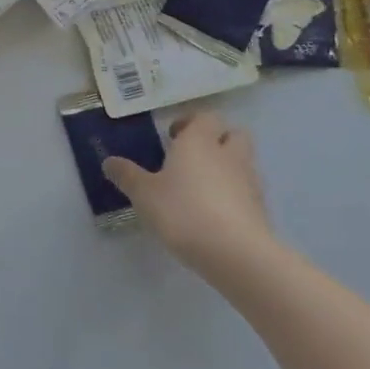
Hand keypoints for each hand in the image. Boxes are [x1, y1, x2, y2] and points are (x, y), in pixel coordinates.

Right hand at [104, 110, 276, 279]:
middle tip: (191, 157)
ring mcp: (249, 180)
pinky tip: (214, 212)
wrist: (235, 252)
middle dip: (216, 140)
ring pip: (242, 161)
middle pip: (233, 133)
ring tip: (201, 187)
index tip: (172, 137)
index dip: (190, 122)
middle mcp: (228, 154)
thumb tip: (109, 161)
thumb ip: (127, 175)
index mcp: (199, 141)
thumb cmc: (182, 211)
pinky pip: (246, 190)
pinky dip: (234, 193)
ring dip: (226, 166)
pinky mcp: (260, 207)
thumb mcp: (143, 194)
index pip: (205, 116)